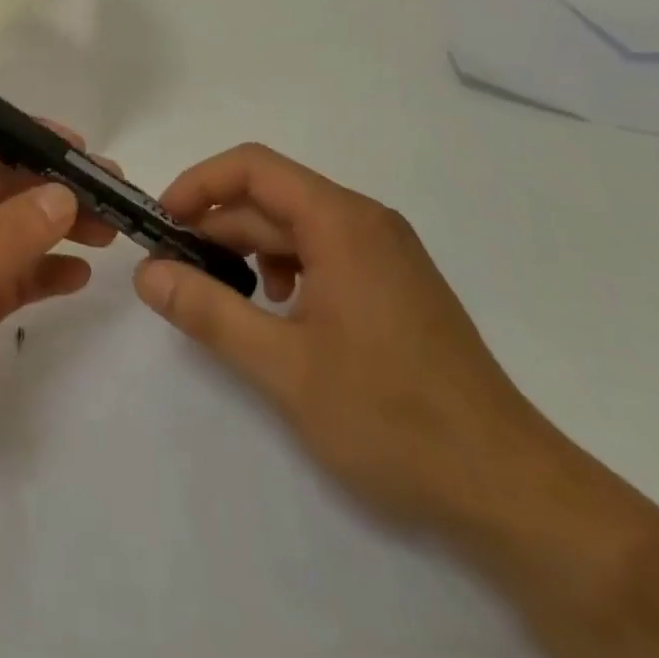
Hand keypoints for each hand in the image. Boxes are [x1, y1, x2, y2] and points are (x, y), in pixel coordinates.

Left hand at [0, 127, 114, 506]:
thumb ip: (4, 235)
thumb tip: (63, 193)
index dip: (23, 137)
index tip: (79, 149)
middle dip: (51, 185)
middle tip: (112, 194)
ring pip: (7, 230)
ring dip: (54, 227)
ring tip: (110, 231)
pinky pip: (7, 277)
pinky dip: (40, 272)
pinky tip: (78, 277)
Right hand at [135, 144, 555, 536]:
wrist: (510, 490)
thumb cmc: (392, 419)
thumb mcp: (282, 367)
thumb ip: (208, 311)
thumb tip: (147, 273)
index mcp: (342, 222)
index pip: (253, 167)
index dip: (198, 184)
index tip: (162, 225)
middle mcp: (366, 222)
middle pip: (271, 198)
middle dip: (215, 226)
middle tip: (173, 272)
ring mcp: (386, 253)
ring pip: (295, 227)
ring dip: (247, 249)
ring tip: (221, 297)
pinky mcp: (395, 285)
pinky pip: (323, 252)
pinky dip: (284, 268)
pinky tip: (278, 313)